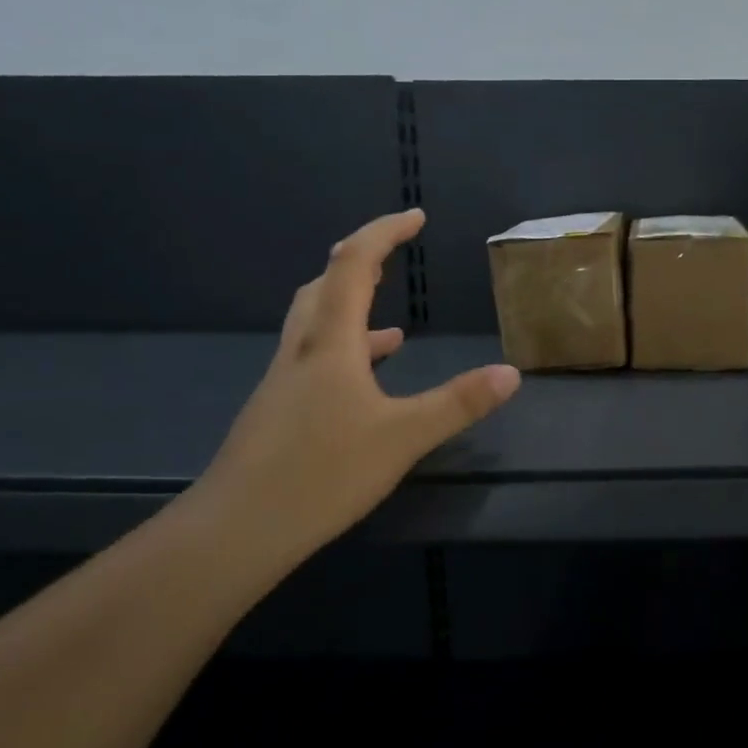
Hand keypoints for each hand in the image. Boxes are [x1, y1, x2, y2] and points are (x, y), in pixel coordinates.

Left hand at [185, 209, 519, 563]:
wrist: (236, 529)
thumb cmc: (321, 473)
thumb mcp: (403, 437)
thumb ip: (458, 403)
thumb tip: (511, 373)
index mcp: (331, 342)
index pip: (354, 265)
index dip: (384, 233)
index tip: (416, 217)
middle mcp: (302, 350)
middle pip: (324, 285)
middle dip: (361, 260)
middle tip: (395, 252)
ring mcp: (284, 381)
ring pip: (315, 323)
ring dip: (350, 307)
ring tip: (393, 324)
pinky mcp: (278, 411)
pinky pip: (315, 360)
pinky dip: (345, 353)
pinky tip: (366, 384)